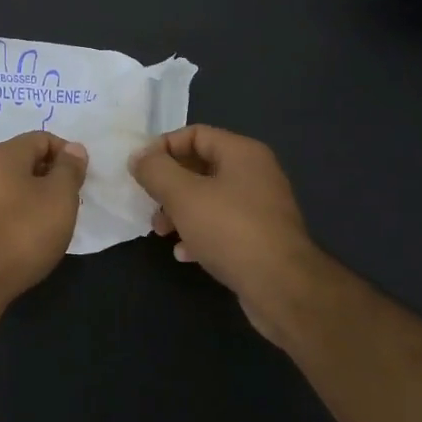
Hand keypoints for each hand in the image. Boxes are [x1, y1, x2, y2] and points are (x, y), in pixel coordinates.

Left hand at [0, 132, 88, 305]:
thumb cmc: (24, 230)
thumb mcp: (60, 196)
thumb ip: (70, 168)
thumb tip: (74, 148)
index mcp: (5, 154)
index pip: (43, 138)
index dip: (67, 154)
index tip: (81, 180)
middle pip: (27, 161)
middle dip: (53, 177)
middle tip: (71, 202)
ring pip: (15, 186)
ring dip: (38, 198)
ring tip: (54, 223)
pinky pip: (4, 208)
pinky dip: (22, 215)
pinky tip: (31, 237)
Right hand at [129, 125, 321, 348]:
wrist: (282, 288)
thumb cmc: (230, 230)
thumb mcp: (183, 195)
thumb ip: (156, 171)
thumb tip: (138, 157)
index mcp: (242, 153)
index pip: (195, 134)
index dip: (163, 147)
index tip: (141, 170)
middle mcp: (256, 174)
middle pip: (200, 167)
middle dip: (169, 185)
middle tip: (150, 204)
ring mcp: (261, 207)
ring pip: (209, 199)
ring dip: (180, 212)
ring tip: (162, 232)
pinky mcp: (262, 238)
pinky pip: (223, 226)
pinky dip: (200, 234)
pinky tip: (185, 254)